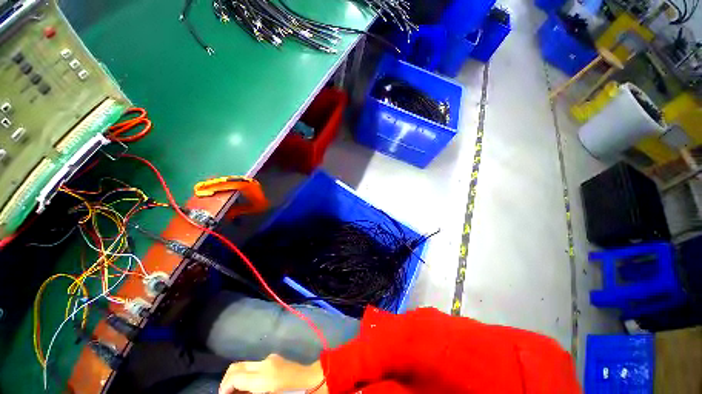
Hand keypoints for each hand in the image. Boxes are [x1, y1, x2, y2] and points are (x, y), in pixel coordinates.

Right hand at [219, 354, 326, 393]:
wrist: (312, 381)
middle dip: (227, 381)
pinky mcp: (274, 359)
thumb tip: (236, 393)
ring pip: (245, 365)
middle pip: (236, 366)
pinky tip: (252, 388)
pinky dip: (247, 375)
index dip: (223, 388)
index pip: (234, 376)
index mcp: (262, 376)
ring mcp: (270, 359)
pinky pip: (255, 366)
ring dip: (237, 378)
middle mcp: (264, 363)